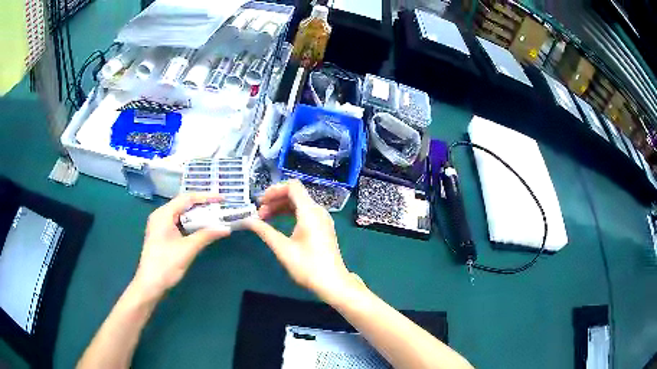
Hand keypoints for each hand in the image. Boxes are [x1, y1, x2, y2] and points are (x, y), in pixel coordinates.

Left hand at [132, 194, 230, 298]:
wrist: (150, 284)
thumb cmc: (166, 264)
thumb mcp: (188, 249)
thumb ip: (206, 236)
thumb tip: (226, 228)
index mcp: (164, 214)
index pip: (187, 198)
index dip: (206, 197)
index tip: (222, 199)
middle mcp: (160, 215)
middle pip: (183, 204)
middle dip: (202, 205)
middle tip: (220, 208)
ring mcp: (160, 225)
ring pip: (181, 214)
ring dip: (197, 216)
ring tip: (214, 216)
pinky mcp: (162, 235)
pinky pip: (178, 223)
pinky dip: (191, 224)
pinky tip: (201, 229)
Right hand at [247, 180, 353, 299]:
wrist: (332, 282)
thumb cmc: (308, 266)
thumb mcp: (283, 249)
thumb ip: (264, 231)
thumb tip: (247, 220)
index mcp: (310, 212)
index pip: (292, 186)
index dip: (274, 190)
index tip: (260, 202)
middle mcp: (318, 211)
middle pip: (295, 194)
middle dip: (275, 200)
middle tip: (259, 214)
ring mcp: (322, 219)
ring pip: (299, 203)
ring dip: (281, 207)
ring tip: (264, 219)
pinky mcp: (322, 227)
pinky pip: (304, 212)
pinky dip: (290, 214)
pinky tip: (278, 224)